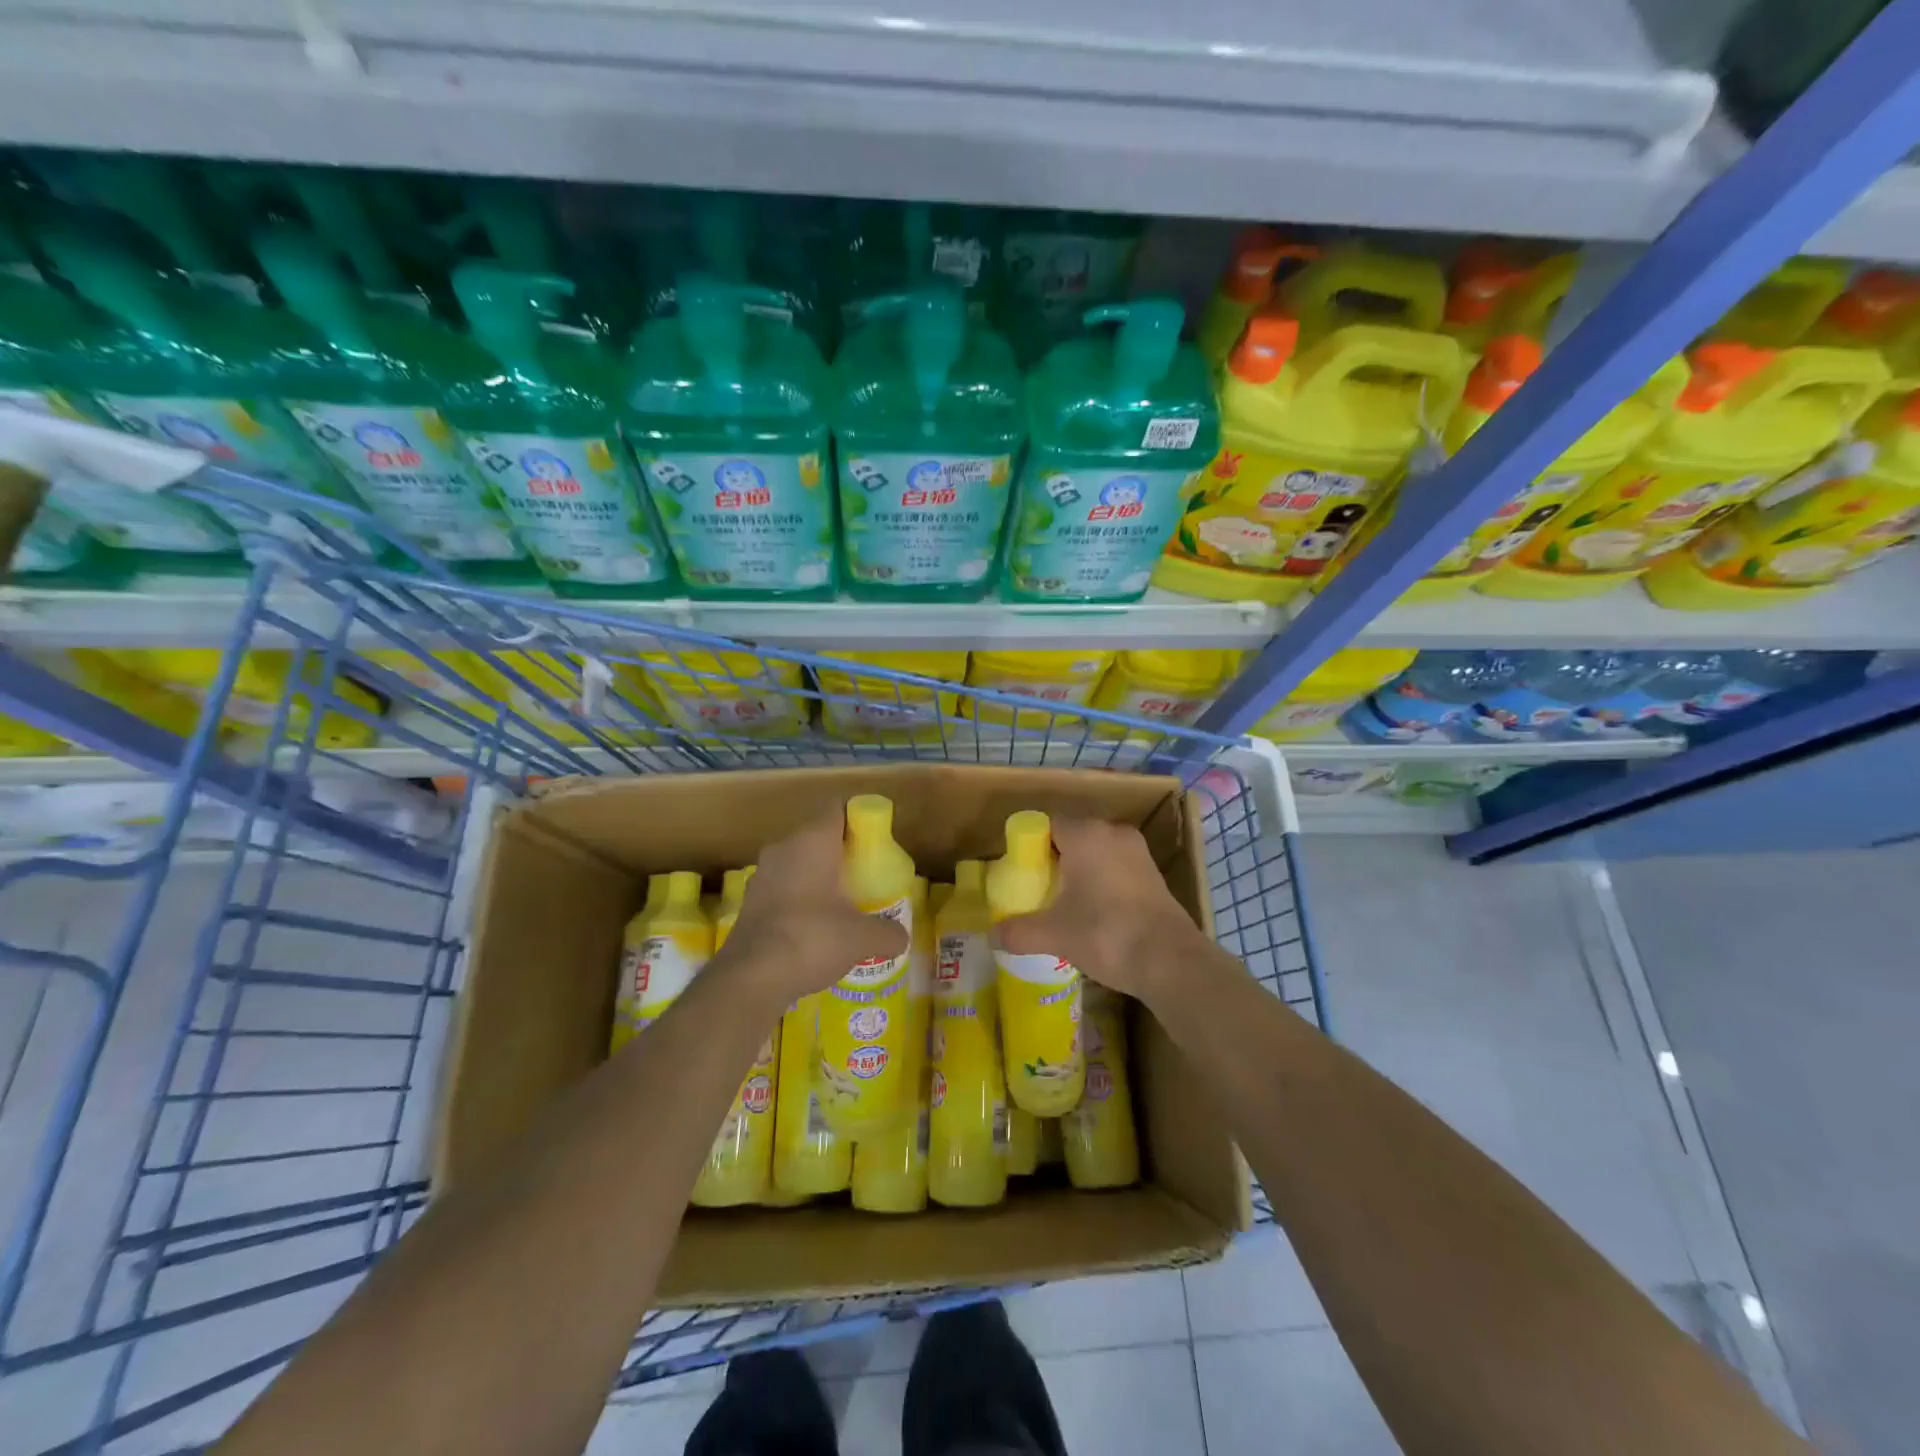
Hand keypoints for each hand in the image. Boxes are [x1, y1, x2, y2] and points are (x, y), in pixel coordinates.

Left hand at [713, 809, 909, 1008]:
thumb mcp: (863, 938)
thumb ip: (888, 933)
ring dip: (819, 878)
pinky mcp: (750, 902)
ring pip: (798, 864)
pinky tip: (815, 928)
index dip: (858, 818)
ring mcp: (762, 875)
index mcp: (812, 841)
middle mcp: (784, 848)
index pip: (836, 807)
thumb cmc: (813, 938)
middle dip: (841, 853)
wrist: (751, 977)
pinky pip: (783, 889)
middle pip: (818, 836)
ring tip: (843, 905)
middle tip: (865, 876)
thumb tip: (901, 937)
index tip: (875, 842)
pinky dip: (800, 900)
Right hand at [992, 817, 1205, 1006]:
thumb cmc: (1105, 933)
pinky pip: (1117, 869)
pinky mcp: (1154, 876)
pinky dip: (1103, 884)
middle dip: (1055, 860)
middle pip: (1074, 837)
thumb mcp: (1053, 934)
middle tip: (1039, 891)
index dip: (1032, 846)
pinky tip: (1095, 914)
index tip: (1022, 873)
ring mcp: (1138, 853)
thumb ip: (1018, 931)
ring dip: (1081, 873)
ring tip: (1065, 905)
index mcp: (1086, 834)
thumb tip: (990, 937)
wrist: (1170, 961)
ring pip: (1098, 854)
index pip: (1049, 824)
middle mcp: (1113, 833)